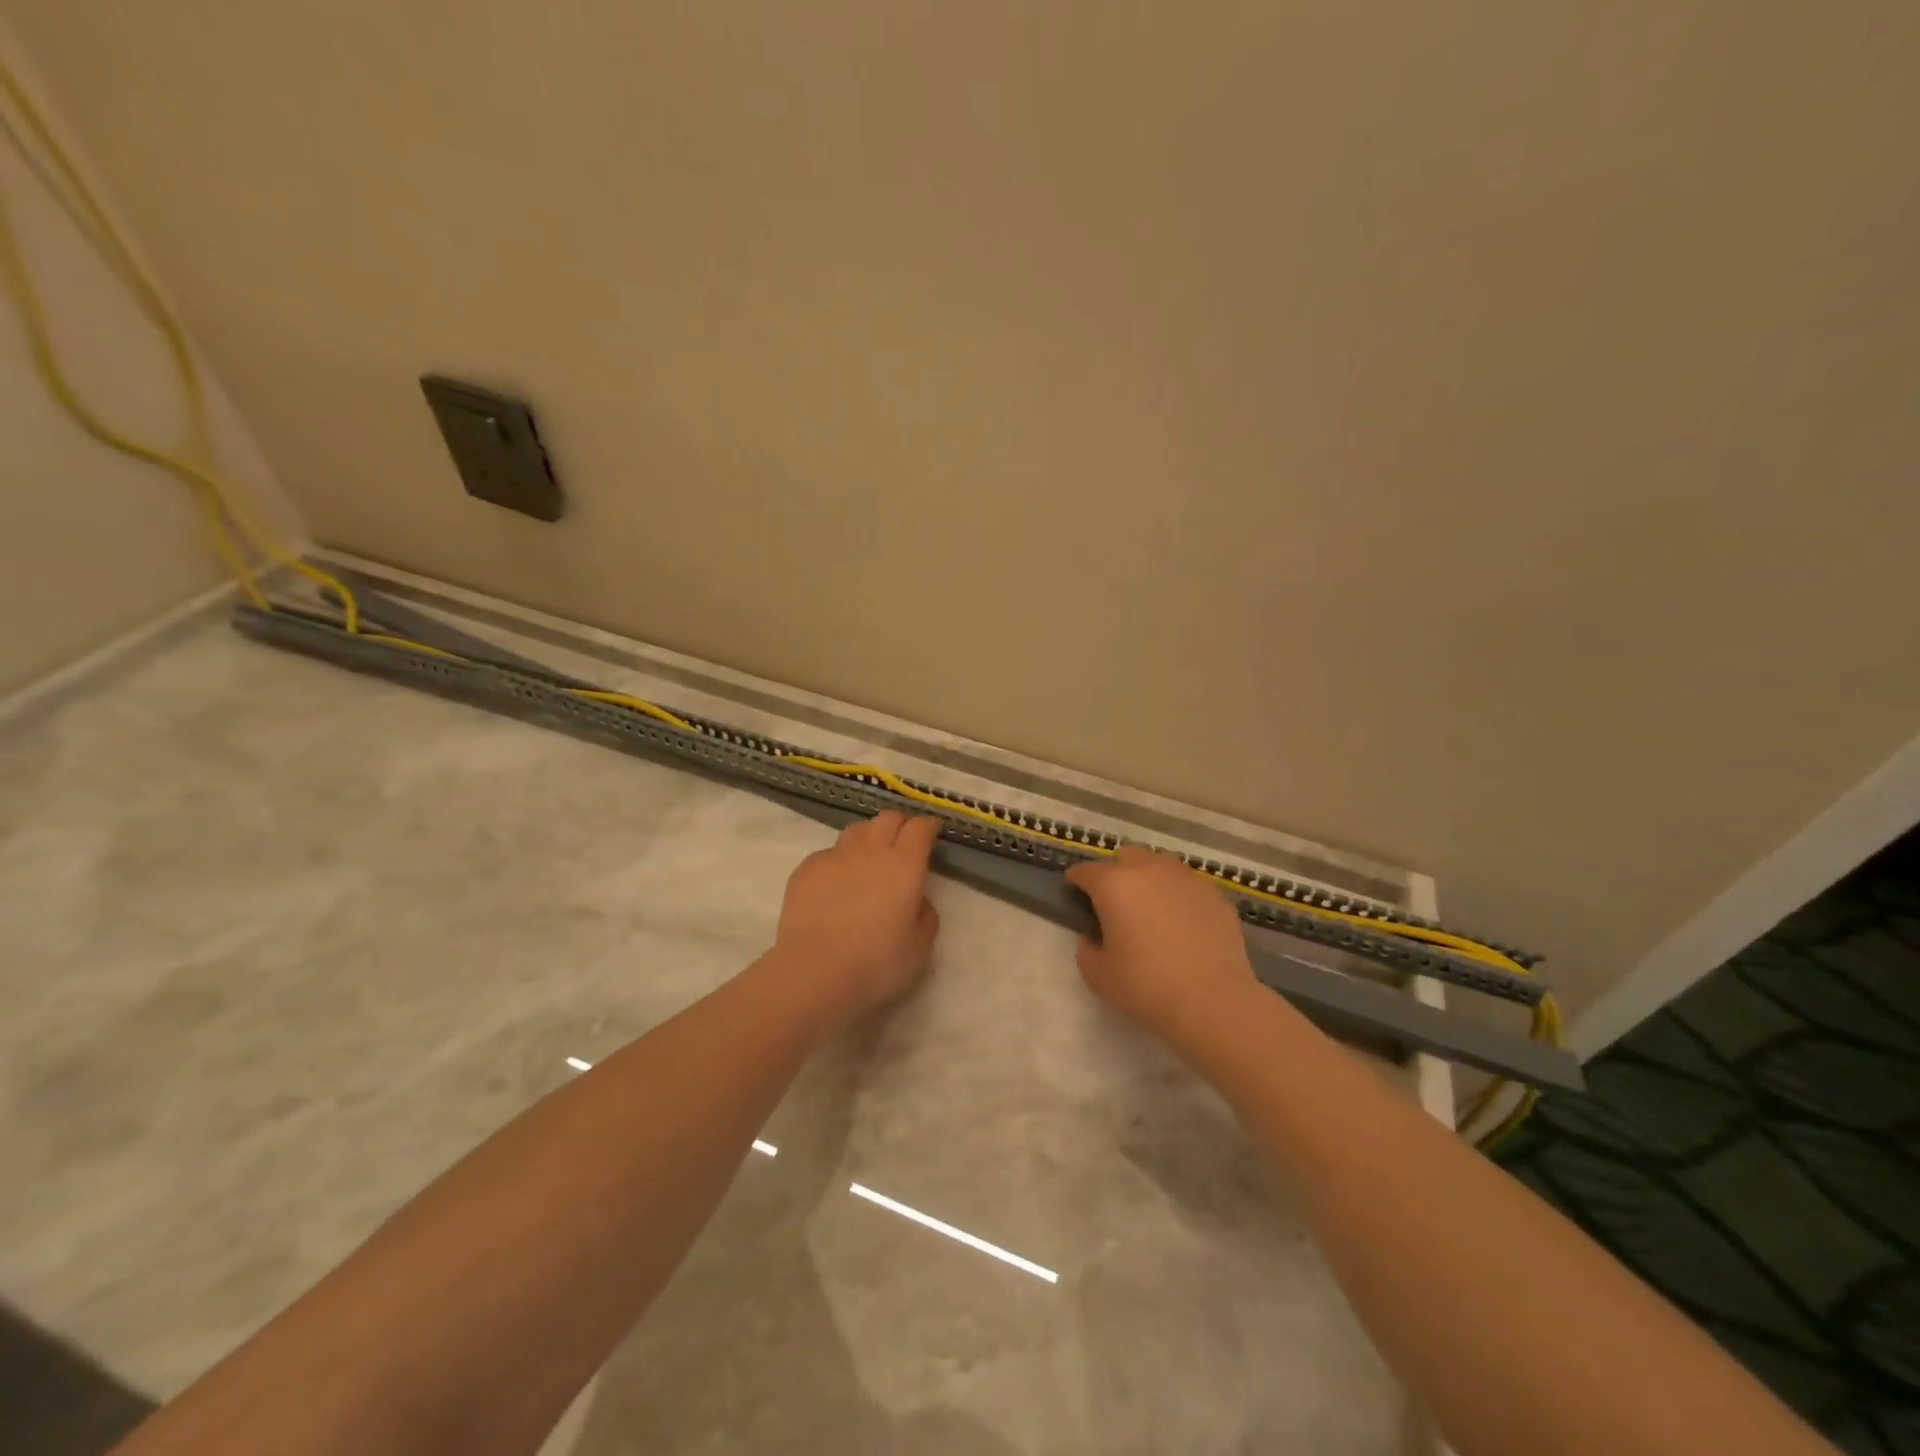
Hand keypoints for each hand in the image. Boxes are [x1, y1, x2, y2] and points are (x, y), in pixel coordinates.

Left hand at [774, 810, 942, 1030]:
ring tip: (871, 856)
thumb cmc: (875, 963)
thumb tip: (917, 898)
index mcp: (904, 865)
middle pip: (888, 818)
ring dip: (870, 836)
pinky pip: (829, 852)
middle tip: (905, 840)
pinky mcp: (807, 868)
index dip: (928, 825)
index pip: (920, 827)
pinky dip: (840, 860)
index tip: (933, 831)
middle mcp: (871, 850)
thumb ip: (925, 914)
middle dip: (901, 823)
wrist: (814, 972)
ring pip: (857, 830)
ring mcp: (835, 856)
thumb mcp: (920, 947)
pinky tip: (838, 883)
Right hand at [1064, 845, 1257, 1039]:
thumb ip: (1086, 949)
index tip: (1074, 894)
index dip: (1076, 881)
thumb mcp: (1097, 976)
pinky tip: (1182, 921)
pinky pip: (1188, 884)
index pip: (1086, 871)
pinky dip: (1179, 895)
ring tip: (1152, 906)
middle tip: (1116, 901)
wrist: (1212, 1001)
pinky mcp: (1215, 894)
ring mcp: (1186, 878)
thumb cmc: (1146, 987)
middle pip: (1126, 856)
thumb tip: (1093, 936)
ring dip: (1150, 877)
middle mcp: (1149, 870)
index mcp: (1114, 885)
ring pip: (1161, 864)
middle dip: (1116, 871)